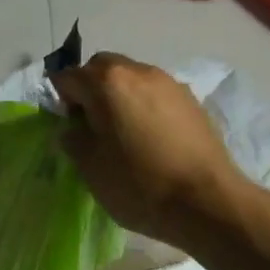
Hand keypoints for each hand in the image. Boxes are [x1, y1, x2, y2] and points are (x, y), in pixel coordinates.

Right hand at [53, 53, 245, 249]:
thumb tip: (73, 126)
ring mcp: (168, 82)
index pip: (67, 77)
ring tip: (124, 133)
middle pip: (101, 68)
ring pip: (131, 77)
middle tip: (92, 126)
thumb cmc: (140, 184)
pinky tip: (152, 138)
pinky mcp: (191, 99)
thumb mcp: (90, 167)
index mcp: (106, 82)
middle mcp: (137, 71)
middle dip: (90, 89)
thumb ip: (73, 138)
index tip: (68, 128)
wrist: (208, 202)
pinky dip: (145, 105)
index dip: (60, 101)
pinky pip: (155, 93)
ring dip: (119, 96)